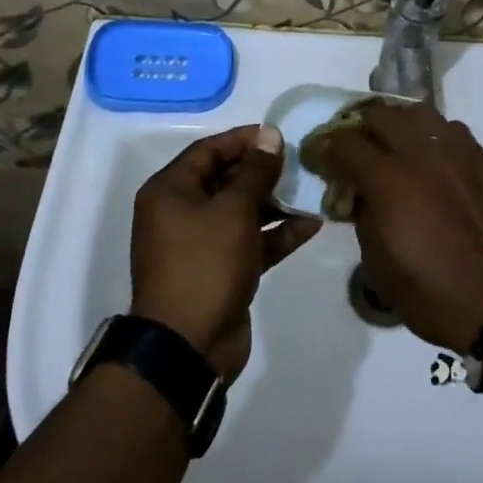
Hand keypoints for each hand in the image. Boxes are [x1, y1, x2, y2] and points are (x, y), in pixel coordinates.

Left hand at [130, 126, 321, 379]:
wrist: (188, 347)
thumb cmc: (205, 264)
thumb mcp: (233, 211)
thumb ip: (255, 171)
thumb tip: (269, 134)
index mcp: (171, 191)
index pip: (209, 150)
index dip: (243, 139)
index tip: (279, 135)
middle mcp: (181, 212)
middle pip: (226, 179)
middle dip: (263, 171)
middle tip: (300, 162)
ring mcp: (201, 243)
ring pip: (241, 211)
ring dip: (274, 202)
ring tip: (311, 190)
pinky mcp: (221, 270)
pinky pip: (250, 241)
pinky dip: (276, 234)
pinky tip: (310, 225)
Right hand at [304, 101, 482, 352]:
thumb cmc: (433, 294)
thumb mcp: (379, 266)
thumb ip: (363, 217)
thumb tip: (359, 194)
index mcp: (389, 181)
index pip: (345, 142)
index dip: (325, 146)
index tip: (320, 156)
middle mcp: (421, 154)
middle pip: (380, 114)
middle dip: (359, 128)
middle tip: (355, 149)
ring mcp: (456, 152)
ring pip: (417, 113)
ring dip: (397, 123)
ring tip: (392, 144)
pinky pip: (450, 129)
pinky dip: (430, 135)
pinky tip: (430, 158)